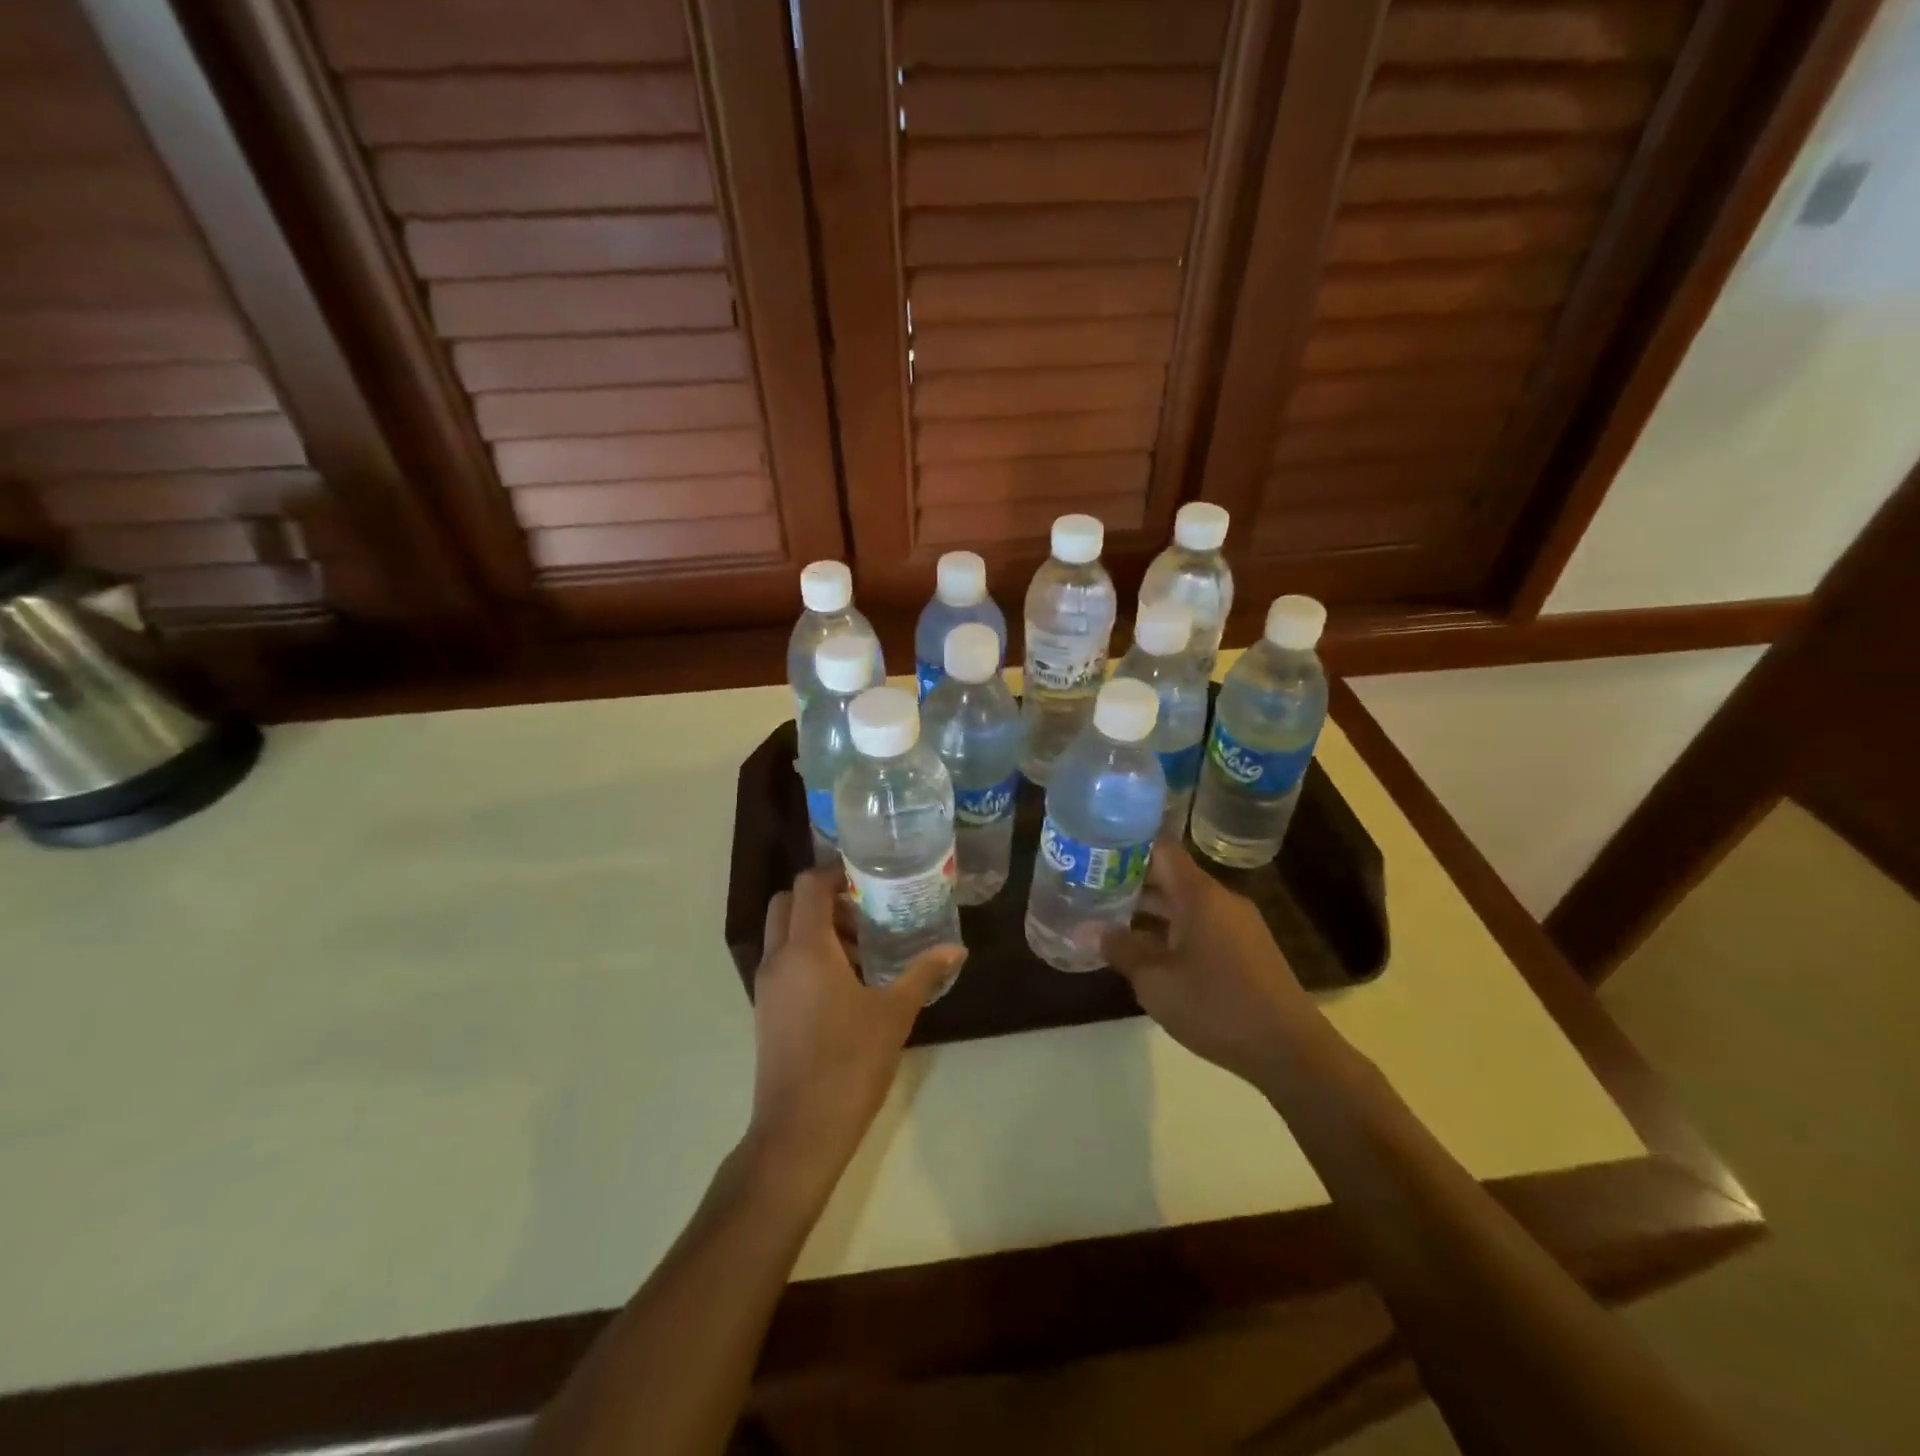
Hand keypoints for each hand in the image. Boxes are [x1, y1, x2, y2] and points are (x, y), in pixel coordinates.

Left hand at [746, 866, 964, 1195]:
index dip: (835, 873)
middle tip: (863, 910)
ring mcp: (766, 986)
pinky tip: (846, 985)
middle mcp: (778, 958)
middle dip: (821, 898)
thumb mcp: (894, 1013)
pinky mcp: (765, 1010)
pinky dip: (807, 956)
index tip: (868, 878)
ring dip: (816, 929)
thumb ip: (923, 974)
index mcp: (806, 948)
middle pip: (788, 903)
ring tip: (863, 951)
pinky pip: (783, 963)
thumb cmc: (849, 1062)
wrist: (799, 1131)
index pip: (809, 885)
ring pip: (783, 934)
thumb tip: (956, 950)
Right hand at [1103, 842, 1320, 1087]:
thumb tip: (1083, 929)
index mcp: (1200, 895)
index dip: (1125, 844)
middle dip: (1130, 880)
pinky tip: (1145, 950)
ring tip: (1107, 917)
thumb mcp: (1157, 981)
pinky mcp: (1244, 949)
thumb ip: (1120, 949)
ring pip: (1184, 903)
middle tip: (1088, 886)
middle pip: (1170, 875)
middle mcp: (1220, 900)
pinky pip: (1199, 924)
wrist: (1290, 1051)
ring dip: (1149, 909)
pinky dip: (1170, 929)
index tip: (1092, 850)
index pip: (1160, 848)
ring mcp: (1236, 924)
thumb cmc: (1217, 1007)